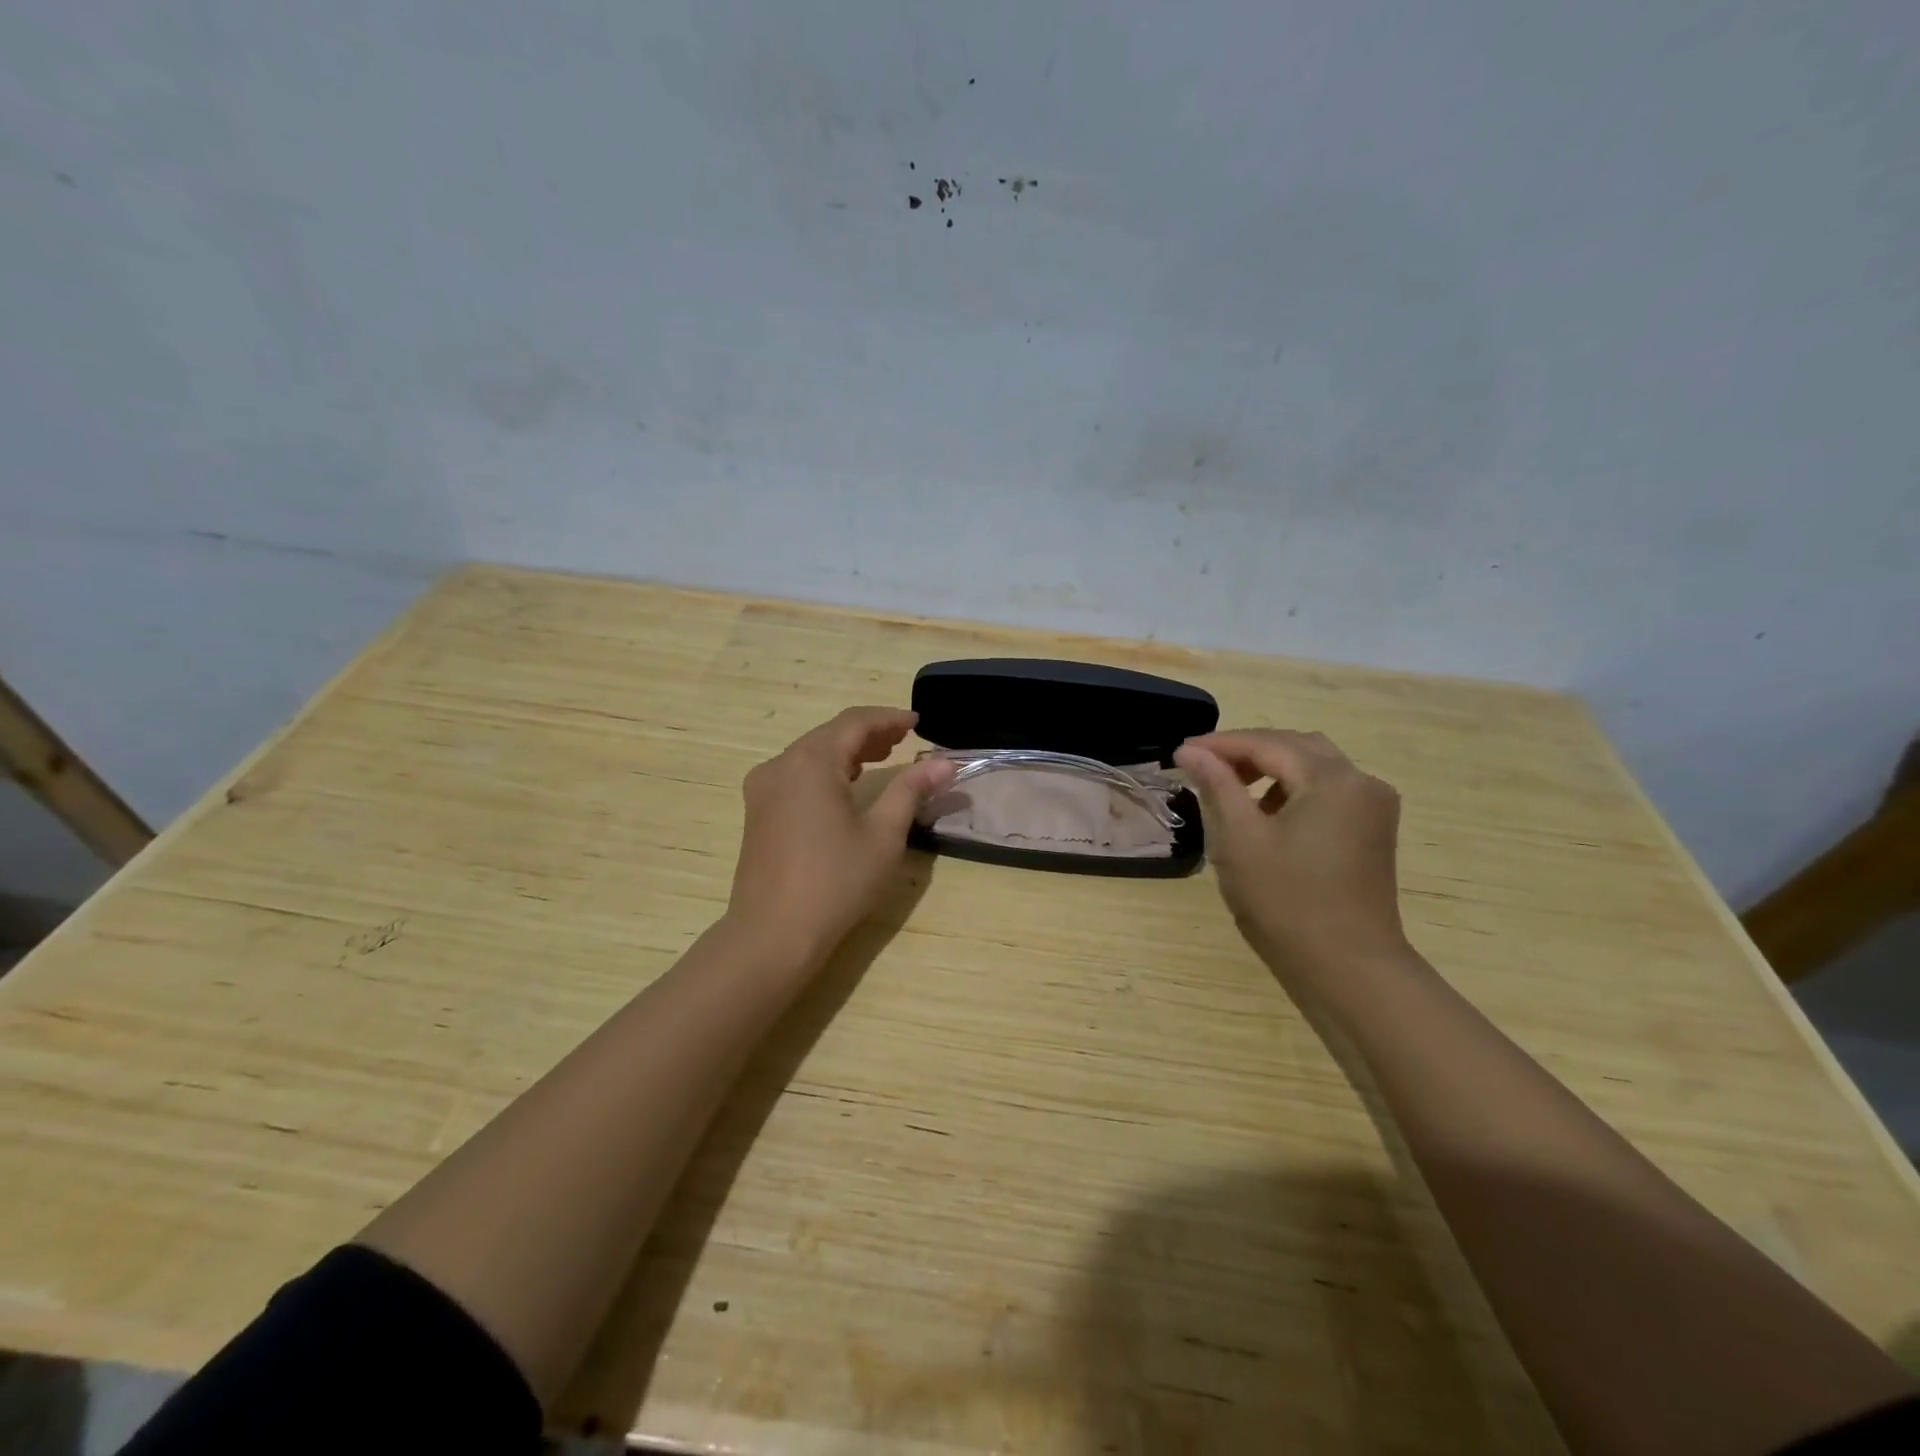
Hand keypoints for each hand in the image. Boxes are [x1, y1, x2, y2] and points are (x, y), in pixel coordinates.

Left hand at [725, 707, 955, 970]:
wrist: (773, 934)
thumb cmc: (836, 883)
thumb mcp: (884, 835)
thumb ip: (912, 790)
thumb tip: (944, 763)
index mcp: (811, 762)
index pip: (854, 722)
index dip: (889, 718)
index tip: (918, 723)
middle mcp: (781, 764)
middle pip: (830, 734)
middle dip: (869, 733)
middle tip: (903, 740)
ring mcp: (763, 788)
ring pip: (810, 753)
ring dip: (847, 751)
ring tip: (882, 758)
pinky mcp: (757, 811)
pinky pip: (795, 773)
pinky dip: (825, 769)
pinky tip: (845, 785)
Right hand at [1173, 729, 1408, 974]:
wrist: (1349, 967)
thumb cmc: (1286, 902)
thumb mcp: (1240, 839)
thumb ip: (1217, 785)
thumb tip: (1190, 751)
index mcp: (1332, 779)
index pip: (1267, 743)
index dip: (1220, 744)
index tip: (1179, 752)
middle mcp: (1361, 781)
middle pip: (1295, 746)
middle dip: (1246, 751)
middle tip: (1202, 766)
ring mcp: (1373, 806)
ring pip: (1314, 766)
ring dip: (1271, 768)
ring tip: (1230, 788)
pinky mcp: (1373, 829)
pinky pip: (1329, 790)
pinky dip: (1293, 789)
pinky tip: (1268, 813)